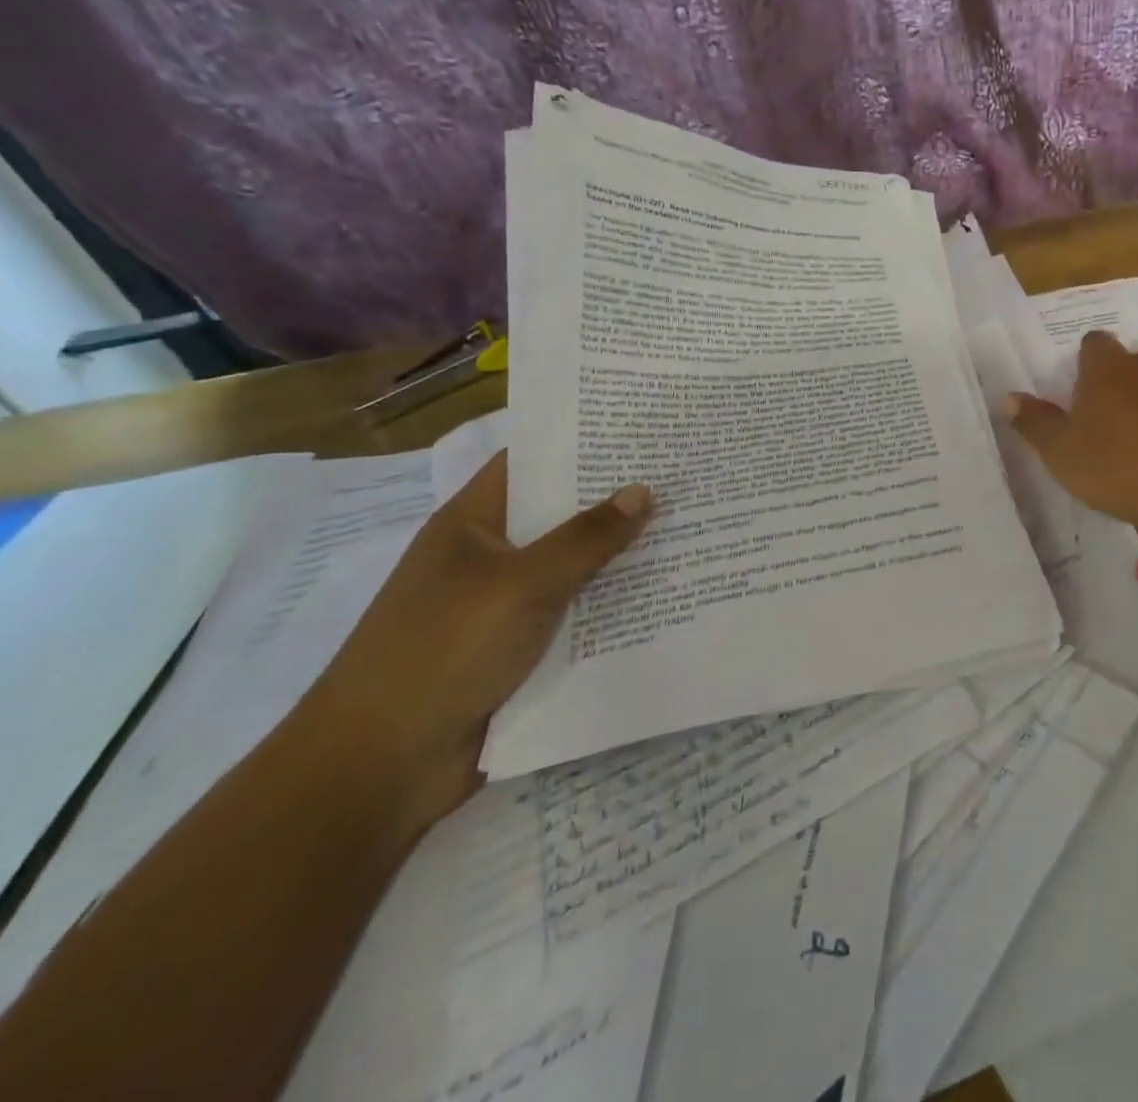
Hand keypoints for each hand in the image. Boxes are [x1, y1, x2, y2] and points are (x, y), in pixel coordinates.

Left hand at [304, 454, 652, 809]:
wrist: (382, 767)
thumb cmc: (442, 651)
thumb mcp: (521, 583)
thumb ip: (586, 538)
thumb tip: (644, 491)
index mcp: (473, 523)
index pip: (530, 463)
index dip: (581, 444)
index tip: (642, 432)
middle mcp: (490, 557)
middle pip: (561, 516)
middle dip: (617, 501)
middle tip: (685, 478)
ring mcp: (505, 606)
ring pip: (575, 569)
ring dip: (623, 557)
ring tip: (692, 529)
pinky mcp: (522, 650)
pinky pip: (578, 616)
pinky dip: (615, 606)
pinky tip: (667, 594)